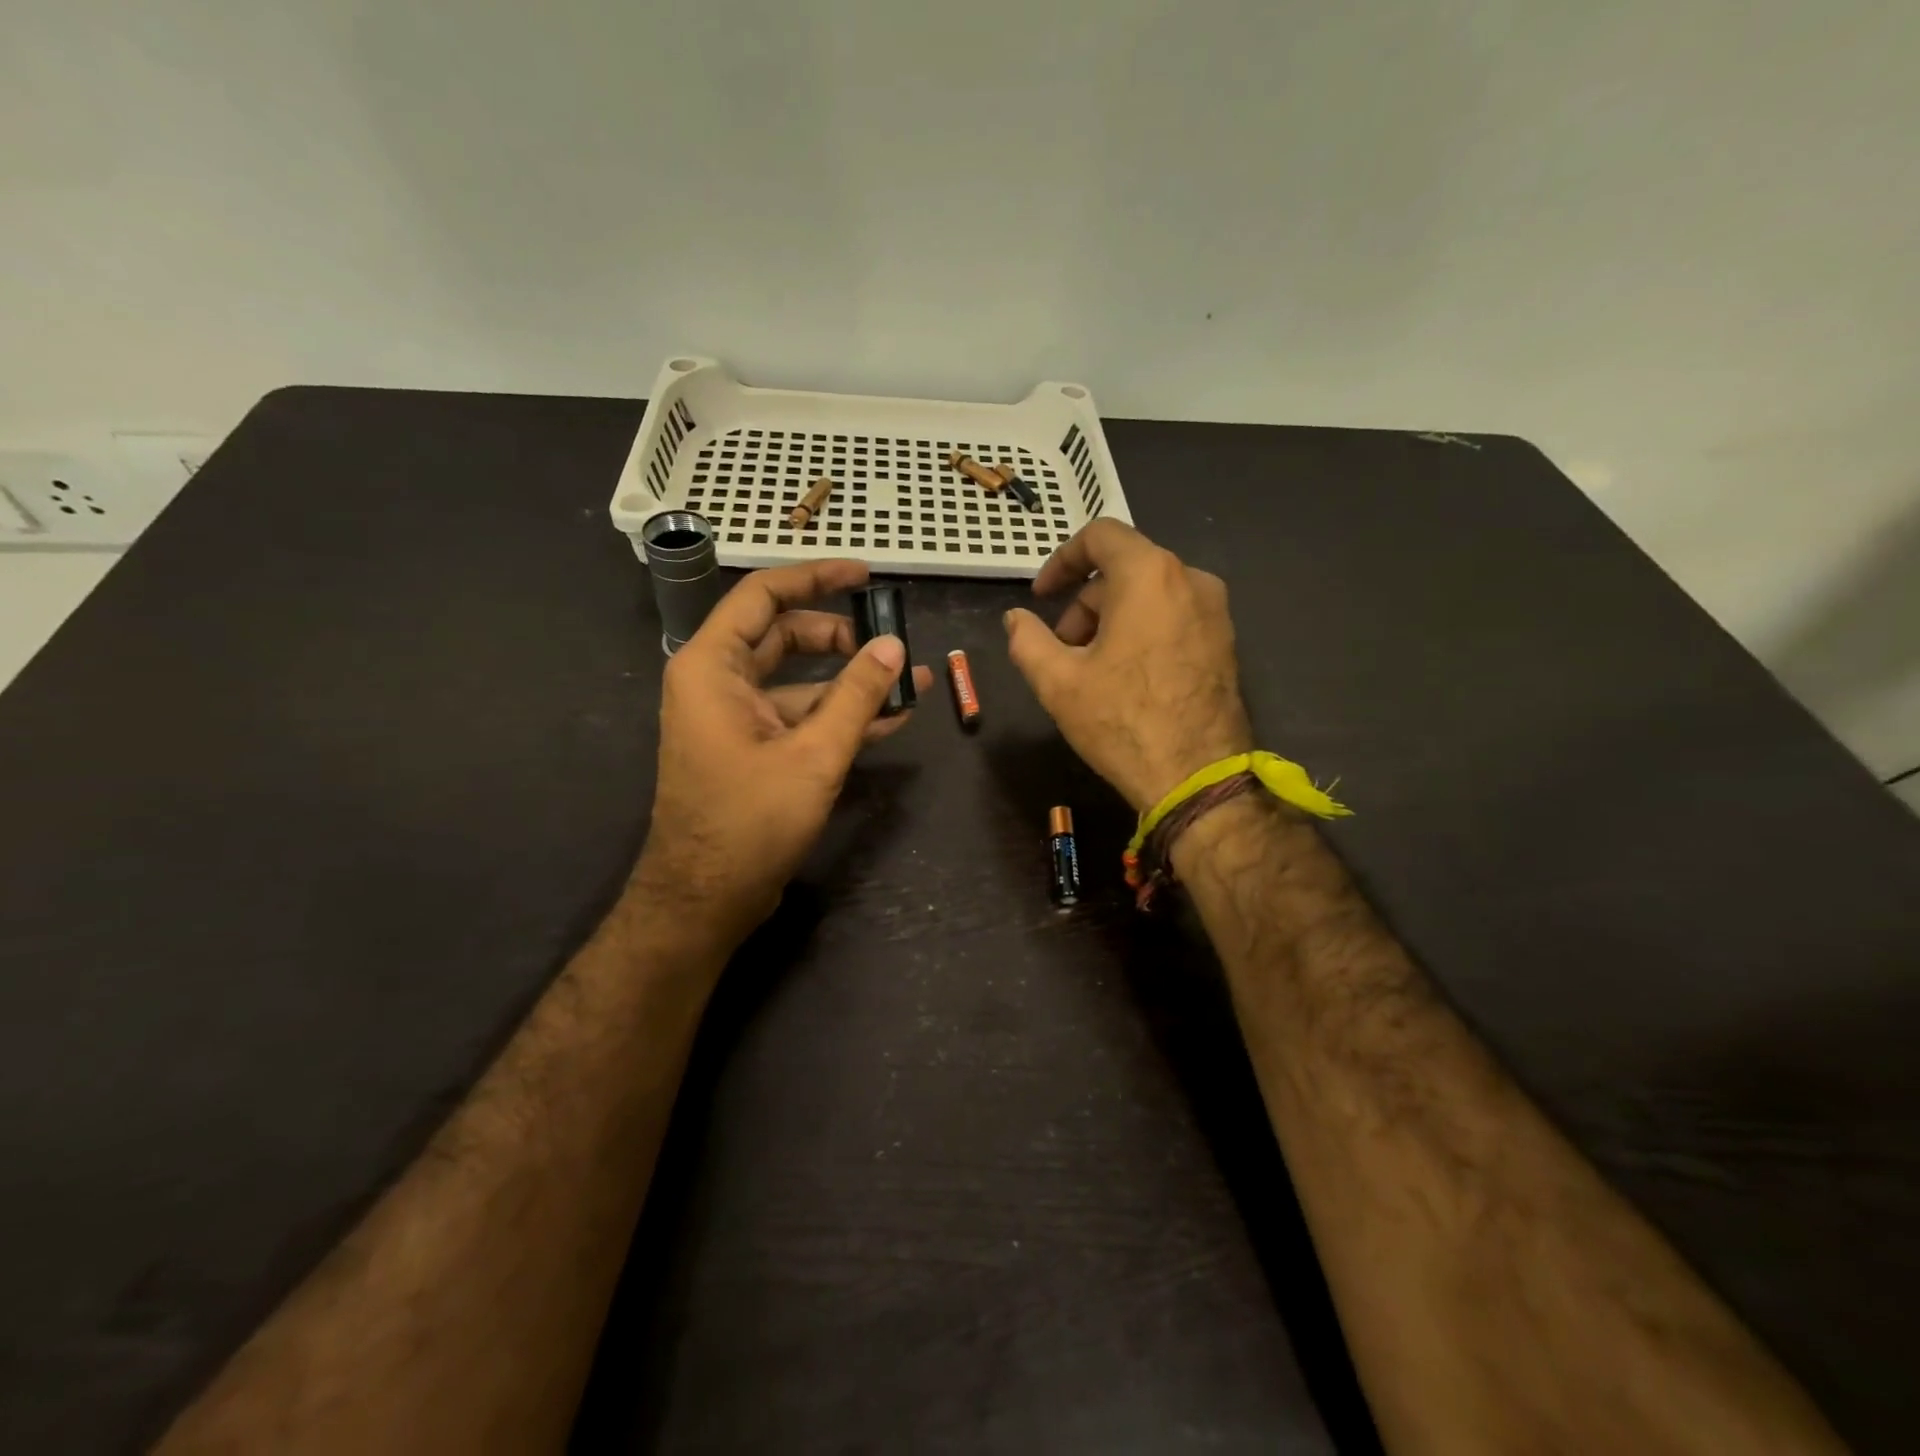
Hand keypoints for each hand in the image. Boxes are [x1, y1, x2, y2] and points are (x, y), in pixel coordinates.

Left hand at [636, 561, 932, 948]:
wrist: (706, 899)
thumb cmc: (750, 820)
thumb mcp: (814, 754)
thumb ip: (857, 695)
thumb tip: (895, 646)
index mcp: (713, 666)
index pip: (764, 596)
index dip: (816, 578)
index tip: (865, 575)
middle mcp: (717, 682)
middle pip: (784, 636)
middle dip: (842, 637)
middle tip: (892, 642)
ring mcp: (734, 718)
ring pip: (798, 680)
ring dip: (850, 682)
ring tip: (910, 682)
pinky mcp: (751, 749)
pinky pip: (798, 717)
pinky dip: (838, 716)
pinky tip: (890, 719)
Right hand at [1005, 520, 1251, 811]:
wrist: (1197, 778)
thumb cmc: (1122, 722)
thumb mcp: (1057, 682)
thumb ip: (1027, 640)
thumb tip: (1016, 619)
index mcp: (1149, 575)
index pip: (1100, 536)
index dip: (1061, 560)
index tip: (1041, 596)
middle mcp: (1190, 579)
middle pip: (1124, 568)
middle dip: (1084, 602)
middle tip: (1062, 648)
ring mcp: (1215, 611)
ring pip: (1150, 594)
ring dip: (1112, 618)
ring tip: (1092, 669)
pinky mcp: (1226, 641)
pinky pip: (1174, 616)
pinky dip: (1142, 630)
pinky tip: (1127, 677)